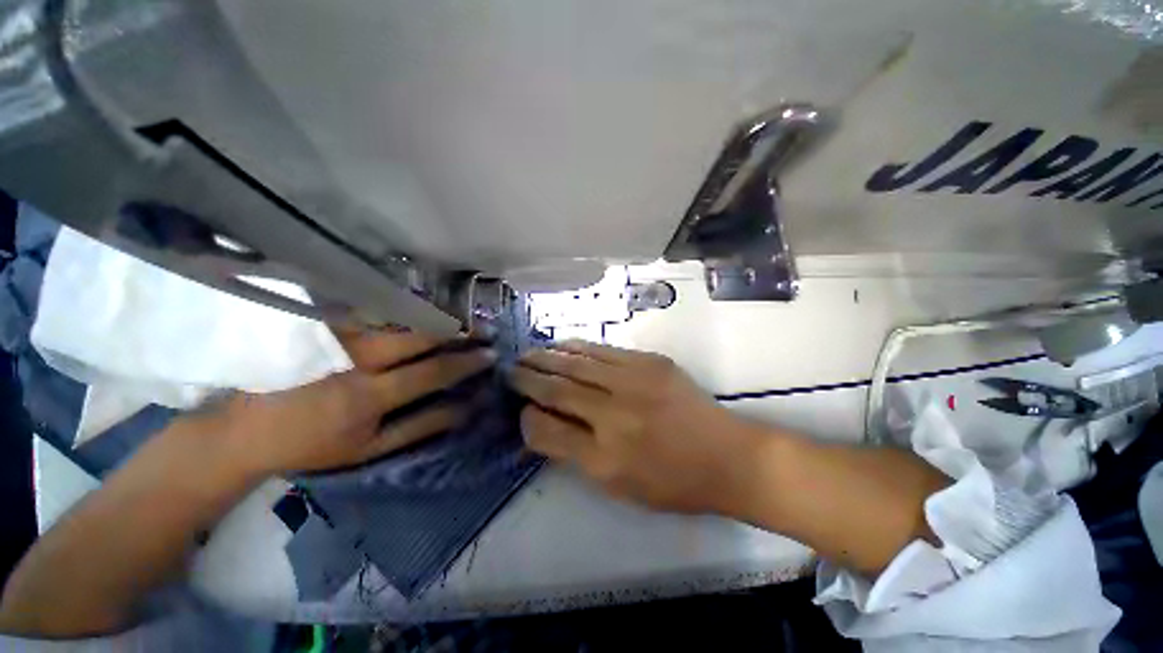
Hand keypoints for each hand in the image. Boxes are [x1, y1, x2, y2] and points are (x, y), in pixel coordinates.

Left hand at [211, 329, 493, 475]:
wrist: (243, 429)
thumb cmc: (312, 444)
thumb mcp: (369, 449)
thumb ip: (420, 426)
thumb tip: (464, 408)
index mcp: (368, 396)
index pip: (432, 372)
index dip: (466, 362)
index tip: (491, 353)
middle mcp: (356, 359)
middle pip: (419, 336)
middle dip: (458, 331)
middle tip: (485, 328)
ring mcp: (336, 336)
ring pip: (398, 317)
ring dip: (436, 315)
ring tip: (463, 316)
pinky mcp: (321, 324)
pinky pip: (372, 308)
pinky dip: (404, 307)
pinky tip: (423, 308)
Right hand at [510, 341, 761, 513]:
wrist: (728, 456)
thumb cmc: (673, 483)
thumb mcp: (619, 487)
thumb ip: (577, 457)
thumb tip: (545, 426)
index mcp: (603, 459)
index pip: (546, 432)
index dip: (527, 419)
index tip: (521, 410)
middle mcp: (613, 416)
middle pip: (556, 390)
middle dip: (527, 379)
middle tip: (510, 370)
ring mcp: (634, 383)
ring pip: (576, 364)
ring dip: (547, 358)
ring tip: (529, 354)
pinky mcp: (650, 363)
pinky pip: (603, 351)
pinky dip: (577, 347)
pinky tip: (562, 346)